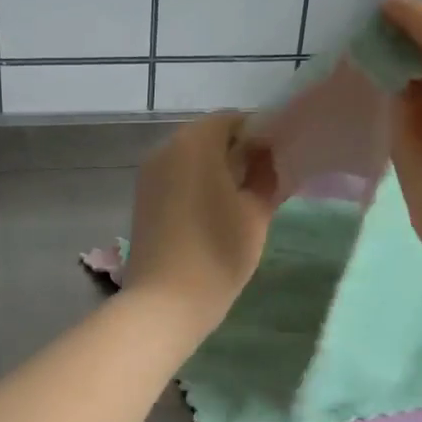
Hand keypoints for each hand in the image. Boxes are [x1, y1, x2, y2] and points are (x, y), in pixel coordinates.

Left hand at [124, 113, 278, 339]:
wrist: (165, 302)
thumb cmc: (217, 252)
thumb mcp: (255, 213)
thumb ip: (266, 175)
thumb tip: (268, 156)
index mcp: (195, 142)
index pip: (233, 120)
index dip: (260, 134)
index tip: (279, 160)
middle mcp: (166, 148)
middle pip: (209, 136)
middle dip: (238, 152)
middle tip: (265, 181)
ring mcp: (149, 174)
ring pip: (191, 157)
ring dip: (216, 169)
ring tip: (242, 200)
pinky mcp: (143, 198)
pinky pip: (176, 177)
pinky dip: (196, 184)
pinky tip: (215, 213)